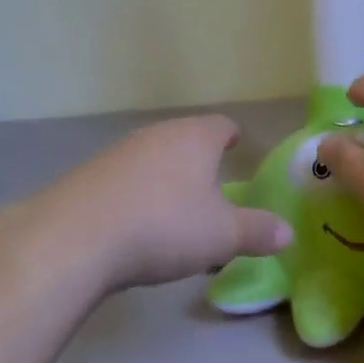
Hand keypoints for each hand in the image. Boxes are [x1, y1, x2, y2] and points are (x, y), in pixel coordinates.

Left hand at [16, 115, 291, 292]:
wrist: (76, 236)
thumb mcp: (221, 236)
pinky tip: (133, 223)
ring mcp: (119, 151)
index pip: (221, 125)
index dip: (231, 136)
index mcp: (195, 138)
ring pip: (153, 157)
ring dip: (165, 178)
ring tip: (174, 210)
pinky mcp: (88, 174)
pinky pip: (124, 178)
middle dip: (198, 160)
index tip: (236, 146)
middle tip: (211, 186)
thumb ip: (257, 231)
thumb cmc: (164, 226)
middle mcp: (157, 135)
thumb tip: (288, 232)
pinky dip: (135, 194)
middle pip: (185, 138)